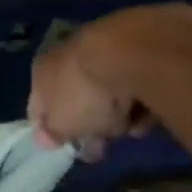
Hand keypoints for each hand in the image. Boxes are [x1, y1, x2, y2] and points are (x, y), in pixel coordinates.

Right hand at [27, 8, 176, 160]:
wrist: (133, 51)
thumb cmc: (85, 93)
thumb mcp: (63, 126)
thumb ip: (53, 135)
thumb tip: (46, 140)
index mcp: (41, 72)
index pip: (39, 107)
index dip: (53, 132)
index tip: (72, 149)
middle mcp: (67, 54)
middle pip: (76, 97)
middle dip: (92, 122)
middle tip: (106, 141)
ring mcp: (103, 45)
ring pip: (109, 88)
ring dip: (120, 112)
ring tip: (135, 129)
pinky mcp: (140, 42)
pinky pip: (137, 79)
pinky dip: (143, 96)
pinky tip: (152, 110)